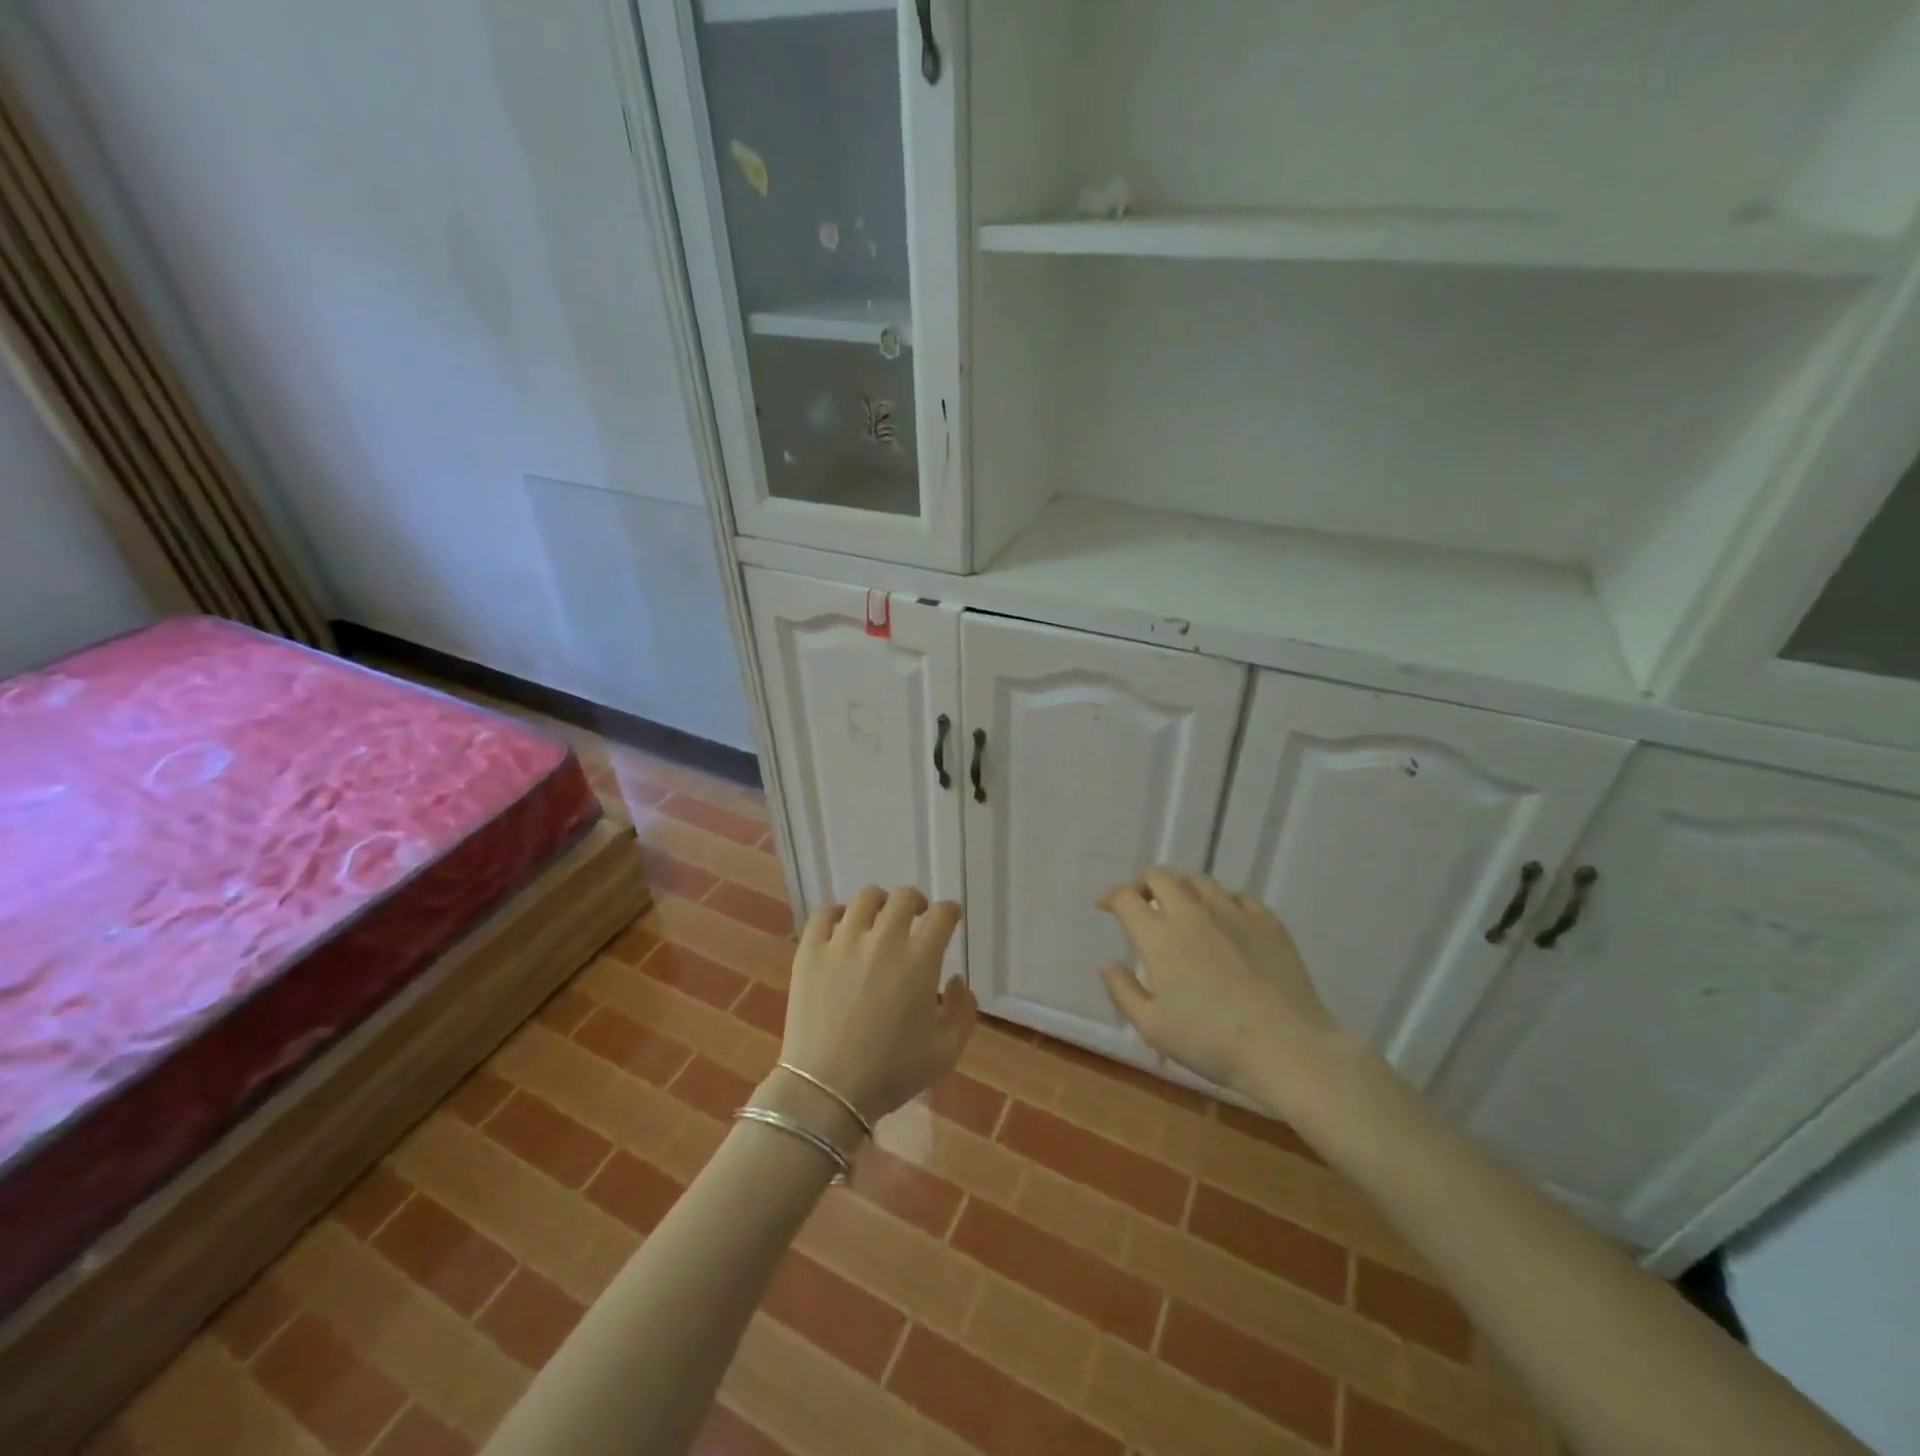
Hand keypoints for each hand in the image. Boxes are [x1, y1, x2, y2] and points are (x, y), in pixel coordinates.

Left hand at [780, 886, 975, 1124]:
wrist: (827, 1090)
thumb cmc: (892, 1073)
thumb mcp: (946, 1051)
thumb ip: (963, 1010)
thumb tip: (955, 980)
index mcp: (920, 959)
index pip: (942, 915)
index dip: (950, 912)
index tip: (949, 920)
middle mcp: (883, 939)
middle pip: (904, 897)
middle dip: (917, 903)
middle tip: (916, 918)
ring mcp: (842, 941)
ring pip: (866, 898)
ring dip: (880, 904)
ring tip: (879, 920)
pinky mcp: (810, 950)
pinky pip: (825, 914)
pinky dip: (839, 915)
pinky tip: (843, 929)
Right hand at [1097, 868, 1345, 1111]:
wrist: (1286, 1048)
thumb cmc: (1211, 1042)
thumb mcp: (1153, 1027)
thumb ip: (1123, 991)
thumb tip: (1106, 964)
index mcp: (1160, 937)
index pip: (1127, 898)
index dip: (1112, 898)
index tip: (1107, 907)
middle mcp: (1192, 913)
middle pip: (1161, 876)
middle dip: (1144, 885)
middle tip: (1143, 905)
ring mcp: (1233, 912)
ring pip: (1199, 881)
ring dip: (1183, 890)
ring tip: (1183, 910)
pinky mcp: (1267, 921)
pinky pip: (1238, 896)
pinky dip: (1222, 902)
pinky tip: (1225, 922)